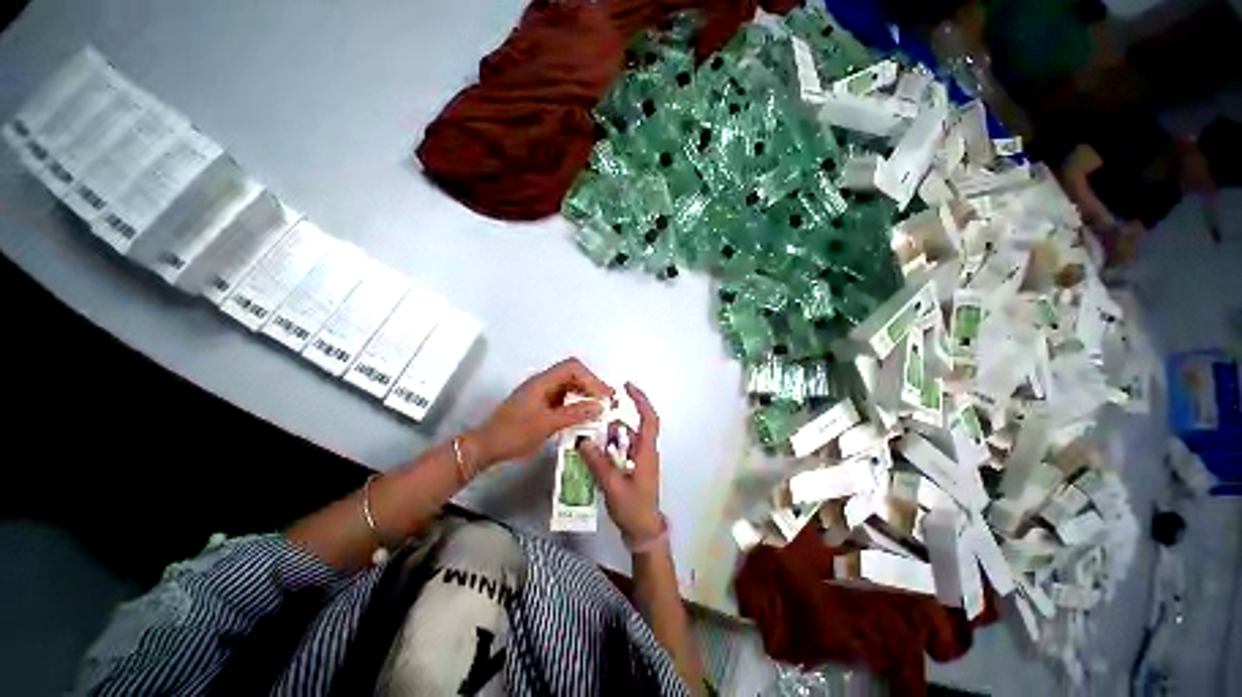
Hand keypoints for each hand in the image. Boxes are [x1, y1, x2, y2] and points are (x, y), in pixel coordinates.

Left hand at [471, 358, 611, 467]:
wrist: (486, 447)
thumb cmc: (513, 434)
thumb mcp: (546, 424)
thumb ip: (574, 414)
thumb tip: (599, 406)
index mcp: (542, 382)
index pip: (572, 368)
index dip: (591, 378)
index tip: (604, 395)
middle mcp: (543, 383)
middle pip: (572, 374)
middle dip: (591, 385)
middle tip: (606, 400)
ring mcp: (541, 393)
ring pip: (569, 386)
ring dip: (584, 394)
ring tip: (599, 407)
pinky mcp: (540, 404)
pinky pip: (563, 398)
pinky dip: (576, 403)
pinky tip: (583, 415)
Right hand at [578, 383, 663, 543]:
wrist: (643, 532)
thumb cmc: (633, 508)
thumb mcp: (612, 485)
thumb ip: (597, 462)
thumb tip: (583, 441)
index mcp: (646, 451)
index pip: (648, 418)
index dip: (640, 400)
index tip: (627, 386)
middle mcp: (644, 451)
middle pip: (630, 428)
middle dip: (613, 423)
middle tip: (593, 422)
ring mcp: (639, 461)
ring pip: (623, 440)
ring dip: (608, 439)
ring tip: (588, 441)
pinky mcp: (632, 469)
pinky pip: (619, 452)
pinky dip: (608, 450)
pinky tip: (593, 456)